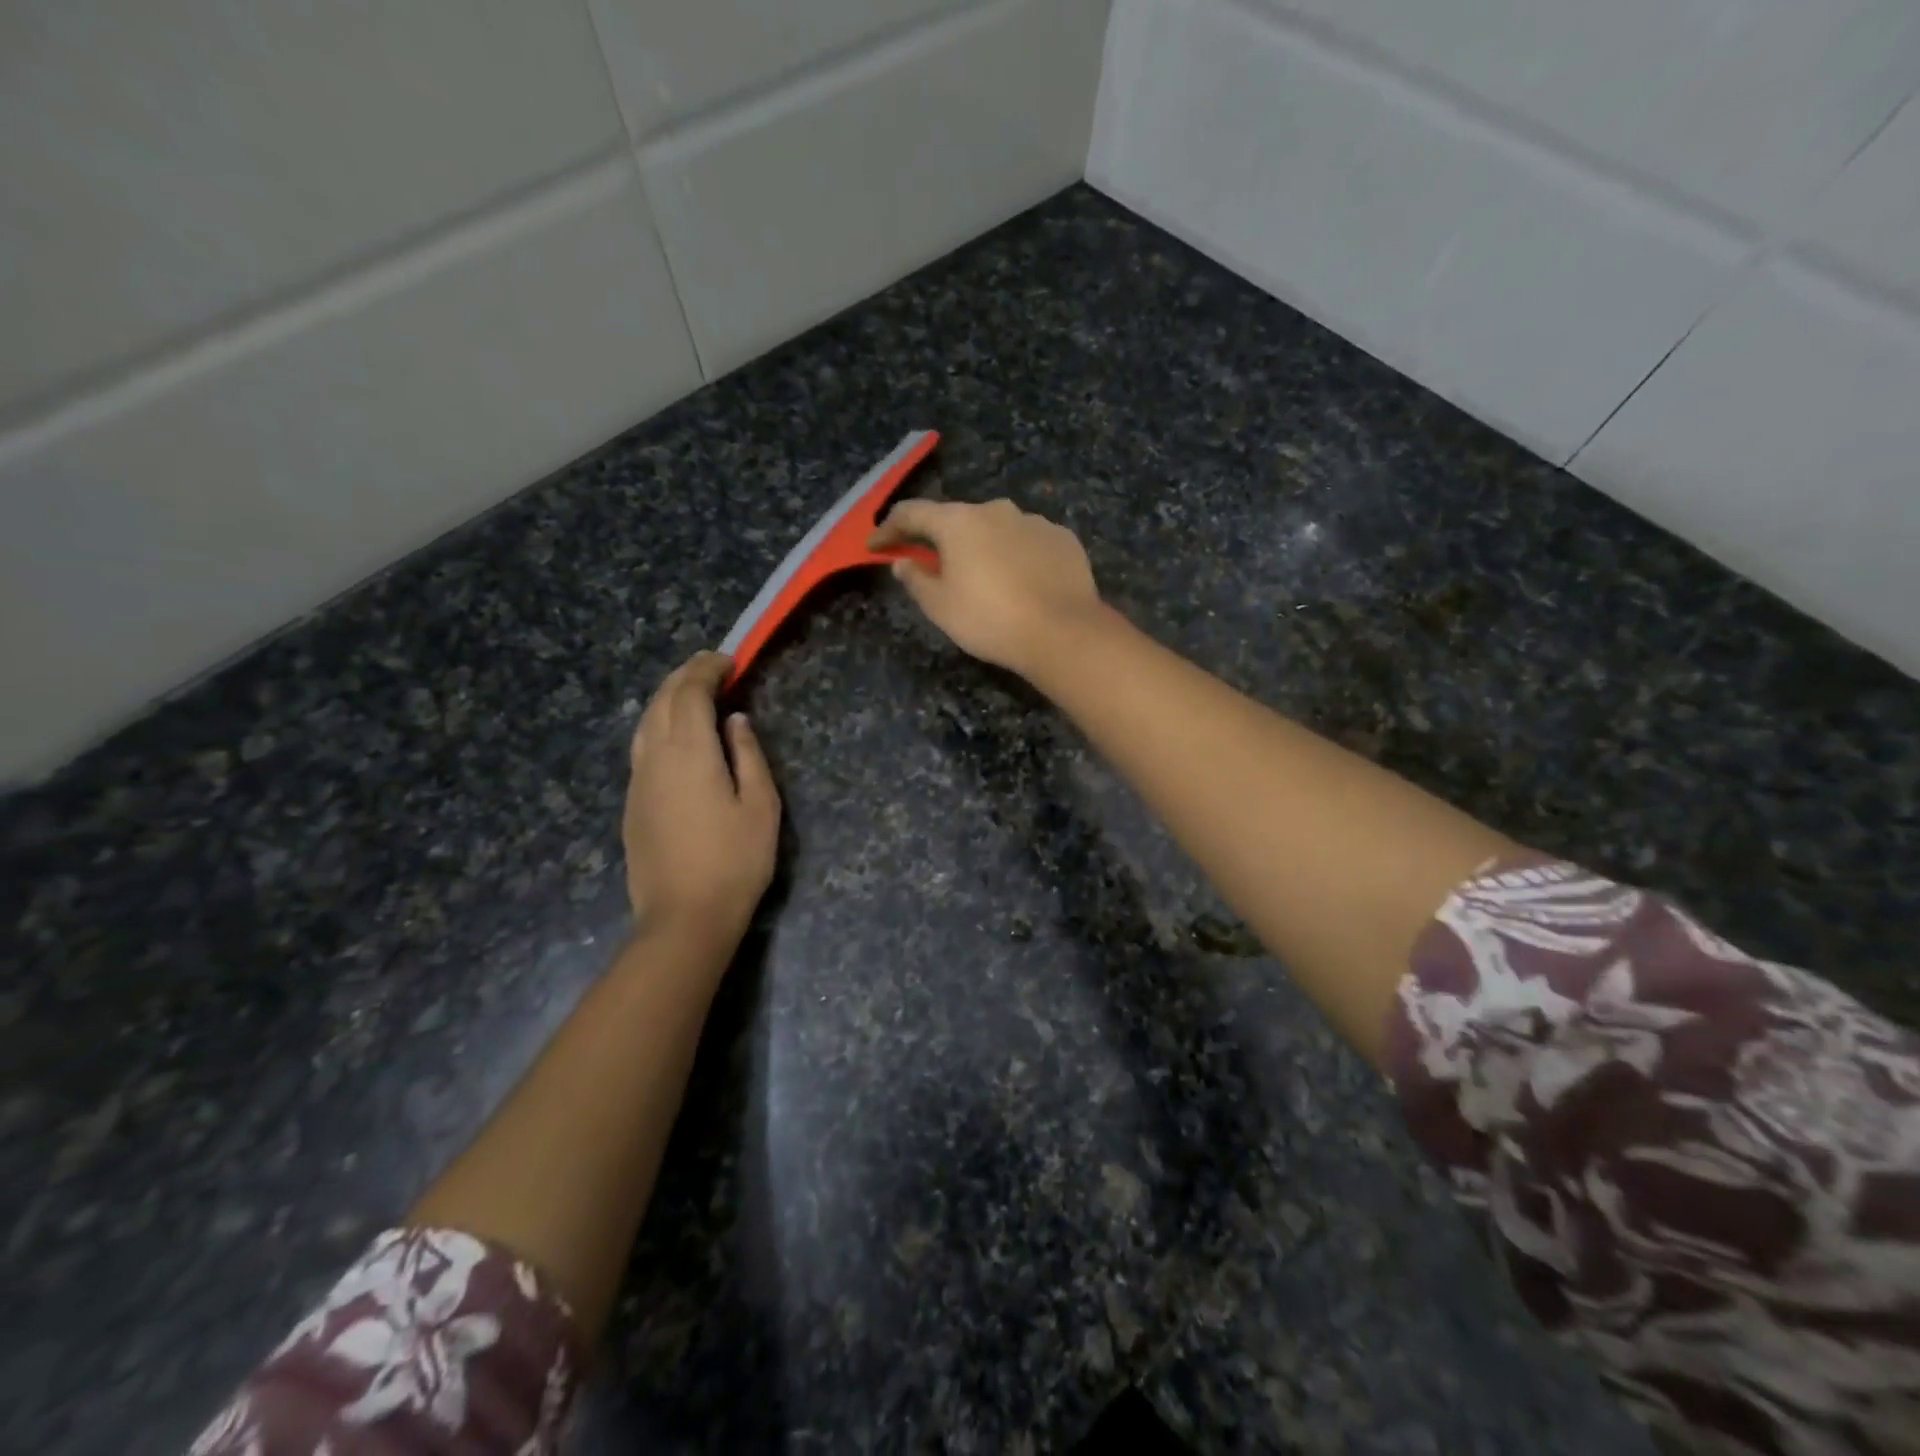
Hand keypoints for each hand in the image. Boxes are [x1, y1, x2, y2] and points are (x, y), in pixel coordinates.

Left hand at [624, 652, 780, 952]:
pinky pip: (640, 747)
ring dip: (666, 699)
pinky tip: (674, 737)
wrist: (684, 918)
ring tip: (691, 694)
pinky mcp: (632, 804)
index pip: (689, 693)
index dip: (706, 670)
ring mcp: (637, 782)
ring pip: (644, 723)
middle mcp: (654, 758)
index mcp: (689, 752)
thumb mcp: (760, 806)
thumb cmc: (735, 861)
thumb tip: (734, 721)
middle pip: (660, 701)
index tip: (727, 660)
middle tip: (710, 668)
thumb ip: (748, 755)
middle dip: (683, 677)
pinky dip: (657, 725)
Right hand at [870, 499, 1104, 678]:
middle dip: (941, 539)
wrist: (1062, 632)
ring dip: (983, 546)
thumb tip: (903, 563)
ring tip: (984, 577)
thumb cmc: (990, 620)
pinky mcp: (1063, 538)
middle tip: (933, 565)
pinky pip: (1029, 542)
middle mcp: (996, 510)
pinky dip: (1017, 555)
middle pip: (957, 519)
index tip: (876, 546)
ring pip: (997, 528)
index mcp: (958, 522)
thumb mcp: (940, 607)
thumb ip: (916, 580)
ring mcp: (1034, 521)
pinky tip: (1021, 580)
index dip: (889, 529)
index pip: (912, 513)